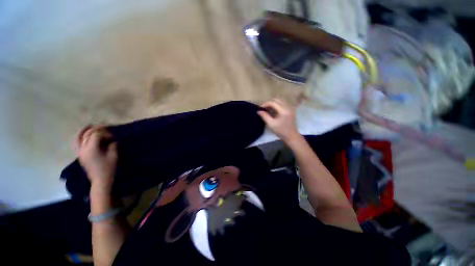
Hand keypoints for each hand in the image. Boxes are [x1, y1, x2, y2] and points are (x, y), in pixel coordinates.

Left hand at [74, 125, 117, 191]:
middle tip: (105, 127)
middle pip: (87, 134)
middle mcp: (83, 149)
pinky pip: (76, 143)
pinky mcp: (80, 155)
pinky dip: (79, 137)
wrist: (101, 180)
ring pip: (78, 137)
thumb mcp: (114, 155)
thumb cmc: (109, 168)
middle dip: (96, 129)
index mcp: (91, 149)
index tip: (113, 137)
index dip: (106, 133)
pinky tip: (84, 135)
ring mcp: (79, 152)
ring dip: (84, 130)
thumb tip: (111, 140)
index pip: (96, 135)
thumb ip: (112, 145)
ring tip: (90, 126)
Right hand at [257, 99, 299, 142]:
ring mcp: (290, 108)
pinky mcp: (290, 110)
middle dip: (269, 103)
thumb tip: (258, 111)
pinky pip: (283, 104)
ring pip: (280, 101)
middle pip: (277, 100)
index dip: (266, 104)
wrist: (291, 136)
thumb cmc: (281, 131)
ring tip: (268, 110)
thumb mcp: (271, 124)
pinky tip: (274, 111)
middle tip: (264, 109)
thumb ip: (264, 116)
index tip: (260, 108)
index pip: (273, 102)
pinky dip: (277, 106)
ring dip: (273, 104)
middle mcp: (288, 107)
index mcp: (284, 110)